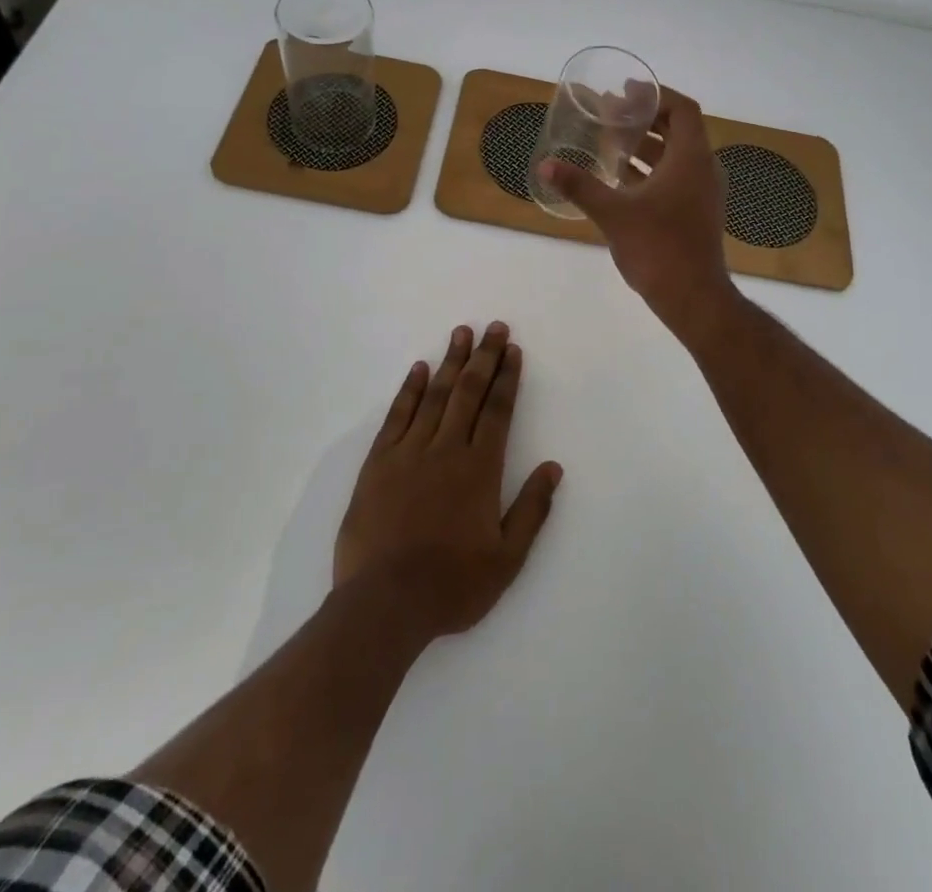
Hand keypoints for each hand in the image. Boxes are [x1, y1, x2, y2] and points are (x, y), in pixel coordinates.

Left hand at [334, 323, 562, 640]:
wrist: (384, 604)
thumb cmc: (452, 585)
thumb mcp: (507, 559)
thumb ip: (532, 510)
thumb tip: (553, 467)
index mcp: (480, 469)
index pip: (498, 410)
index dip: (507, 378)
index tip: (513, 350)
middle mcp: (446, 449)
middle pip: (469, 392)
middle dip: (484, 357)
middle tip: (493, 327)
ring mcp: (409, 452)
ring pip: (434, 395)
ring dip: (450, 362)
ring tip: (461, 333)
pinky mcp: (378, 462)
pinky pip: (397, 416)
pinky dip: (409, 390)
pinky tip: (419, 369)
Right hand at [537, 87, 736, 338]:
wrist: (693, 298)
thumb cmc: (658, 248)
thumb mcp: (614, 213)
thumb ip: (580, 186)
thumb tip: (546, 165)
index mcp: (691, 159)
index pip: (682, 109)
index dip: (655, 95)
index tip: (624, 92)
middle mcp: (702, 170)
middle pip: (677, 130)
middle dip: (644, 119)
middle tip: (609, 113)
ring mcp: (701, 193)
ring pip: (674, 155)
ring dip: (645, 145)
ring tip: (609, 140)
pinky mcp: (694, 213)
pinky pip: (673, 177)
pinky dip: (649, 169)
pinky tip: (619, 176)